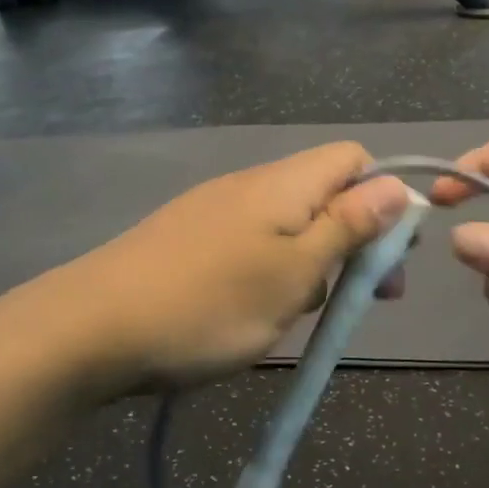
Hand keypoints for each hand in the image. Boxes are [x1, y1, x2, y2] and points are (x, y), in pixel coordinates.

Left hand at [58, 143, 412, 394]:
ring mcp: (216, 210)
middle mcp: (252, 184)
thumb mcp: (294, 272)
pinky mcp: (191, 239)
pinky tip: (256, 311)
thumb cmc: (209, 303)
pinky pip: (253, 244)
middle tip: (363, 299)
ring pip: (290, 225)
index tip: (388, 256)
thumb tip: (396, 187)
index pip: (354, 159)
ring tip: (301, 314)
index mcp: (284, 183)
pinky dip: (273, 273)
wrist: (91, 328)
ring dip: (312, 264)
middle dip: (354, 241)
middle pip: (325, 194)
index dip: (383, 198)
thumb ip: (348, 228)